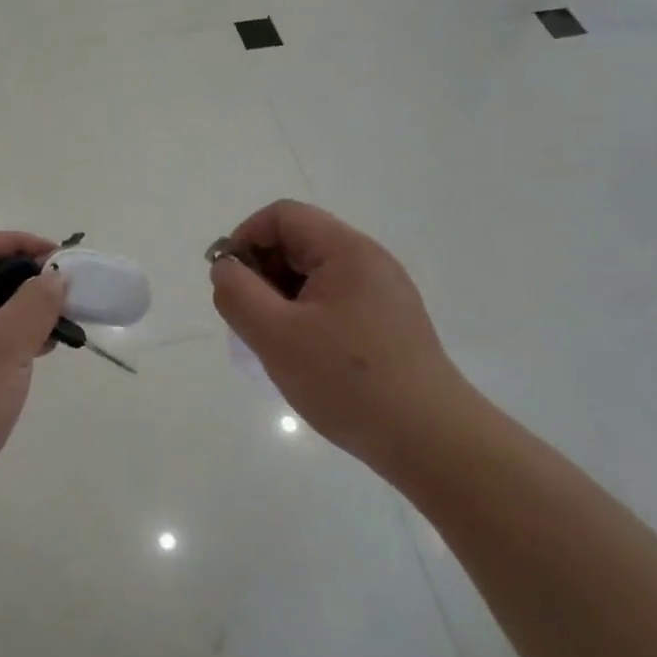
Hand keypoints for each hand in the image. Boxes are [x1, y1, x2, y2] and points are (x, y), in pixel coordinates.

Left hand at [0, 231, 66, 536]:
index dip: (19, 244)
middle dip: (22, 281)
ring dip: (15, 314)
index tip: (57, 257)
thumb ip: (35, 304)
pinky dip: (1, 340)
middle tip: (60, 296)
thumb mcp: (5, 346)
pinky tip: (30, 358)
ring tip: (54, 331)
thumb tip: (54, 276)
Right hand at [209, 200, 465, 470]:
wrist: (430, 440)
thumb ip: (238, 293)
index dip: (245, 239)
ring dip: (282, 298)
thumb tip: (225, 268)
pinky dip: (308, 317)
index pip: (282, 216)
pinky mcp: (390, 323)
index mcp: (346, 250)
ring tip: (274, 344)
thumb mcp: (275, 335)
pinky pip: (335, 302)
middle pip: (299, 242)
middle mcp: (369, 261)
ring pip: (315, 276)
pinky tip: (305, 357)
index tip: (229, 282)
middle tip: (249, 320)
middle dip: (262, 272)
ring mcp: (384, 293)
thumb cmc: (347, 381)